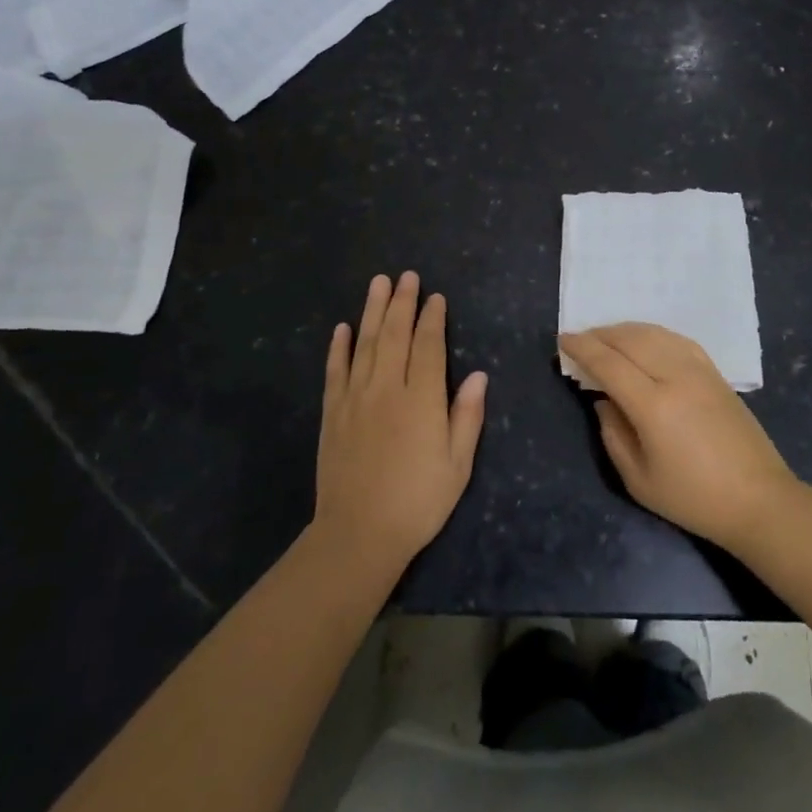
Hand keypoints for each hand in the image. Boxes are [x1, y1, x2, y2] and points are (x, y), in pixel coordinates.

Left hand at [312, 272, 486, 574]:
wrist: (358, 534)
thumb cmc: (418, 502)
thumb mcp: (457, 465)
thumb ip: (467, 416)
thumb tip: (478, 375)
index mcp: (421, 400)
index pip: (428, 346)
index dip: (432, 319)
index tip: (435, 297)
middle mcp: (387, 389)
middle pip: (395, 335)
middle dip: (402, 303)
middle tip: (406, 276)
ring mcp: (355, 398)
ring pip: (365, 344)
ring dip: (372, 311)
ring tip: (378, 283)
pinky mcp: (333, 413)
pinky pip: (336, 371)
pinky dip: (339, 347)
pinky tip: (342, 327)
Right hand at [561, 323, 797, 554]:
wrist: (758, 500)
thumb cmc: (694, 499)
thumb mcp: (639, 480)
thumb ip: (613, 435)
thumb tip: (602, 401)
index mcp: (653, 405)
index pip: (609, 363)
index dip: (582, 347)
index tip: (563, 339)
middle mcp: (675, 376)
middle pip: (630, 340)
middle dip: (600, 334)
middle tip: (581, 338)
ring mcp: (699, 370)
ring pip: (654, 333)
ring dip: (625, 330)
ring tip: (607, 337)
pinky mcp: (715, 373)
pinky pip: (677, 339)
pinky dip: (653, 333)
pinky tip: (644, 340)